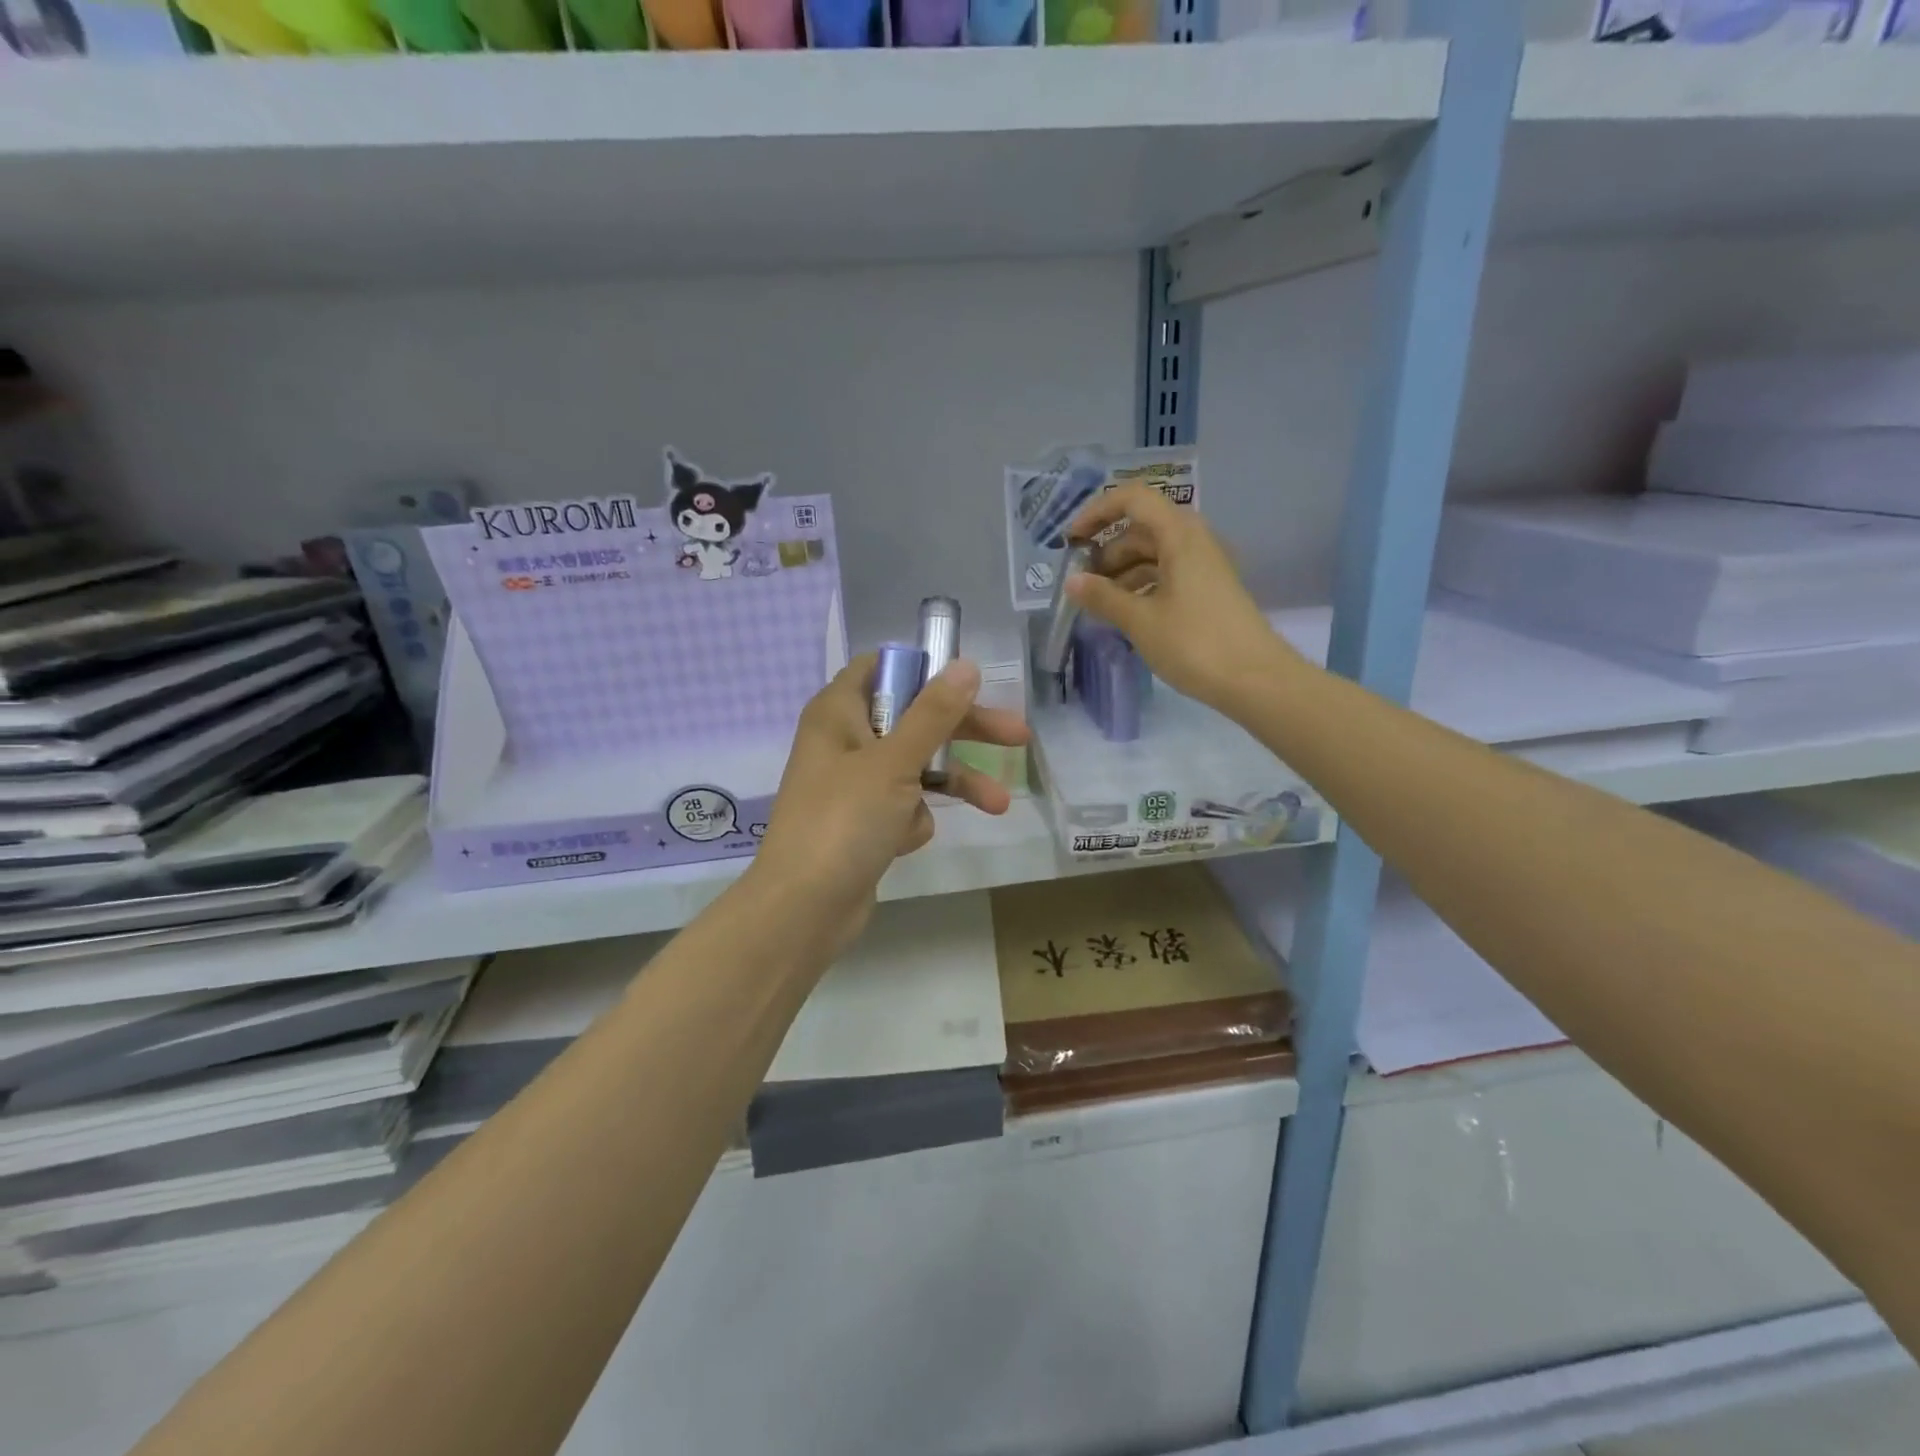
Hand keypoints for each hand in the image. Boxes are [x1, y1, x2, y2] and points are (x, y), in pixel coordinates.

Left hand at [753, 654, 1029, 946]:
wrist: (803, 909)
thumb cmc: (844, 820)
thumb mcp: (895, 761)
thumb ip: (934, 713)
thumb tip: (966, 665)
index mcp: (838, 712)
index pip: (880, 669)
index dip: (923, 670)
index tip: (965, 682)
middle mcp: (844, 741)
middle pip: (913, 719)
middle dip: (963, 731)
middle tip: (1017, 737)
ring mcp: (853, 785)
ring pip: (916, 767)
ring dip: (953, 783)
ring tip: (998, 805)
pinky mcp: (863, 823)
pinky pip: (903, 806)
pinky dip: (911, 821)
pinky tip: (902, 842)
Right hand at [1064, 483, 1297, 713]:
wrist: (1256, 680)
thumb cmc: (1195, 643)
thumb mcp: (1140, 620)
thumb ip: (1103, 597)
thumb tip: (1071, 582)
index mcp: (1179, 535)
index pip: (1133, 499)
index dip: (1097, 511)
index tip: (1071, 541)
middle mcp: (1193, 541)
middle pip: (1141, 528)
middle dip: (1106, 550)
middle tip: (1080, 582)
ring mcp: (1203, 567)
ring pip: (1153, 555)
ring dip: (1121, 572)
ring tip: (1097, 603)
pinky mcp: (1207, 591)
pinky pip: (1167, 575)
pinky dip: (1141, 587)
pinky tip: (1124, 614)